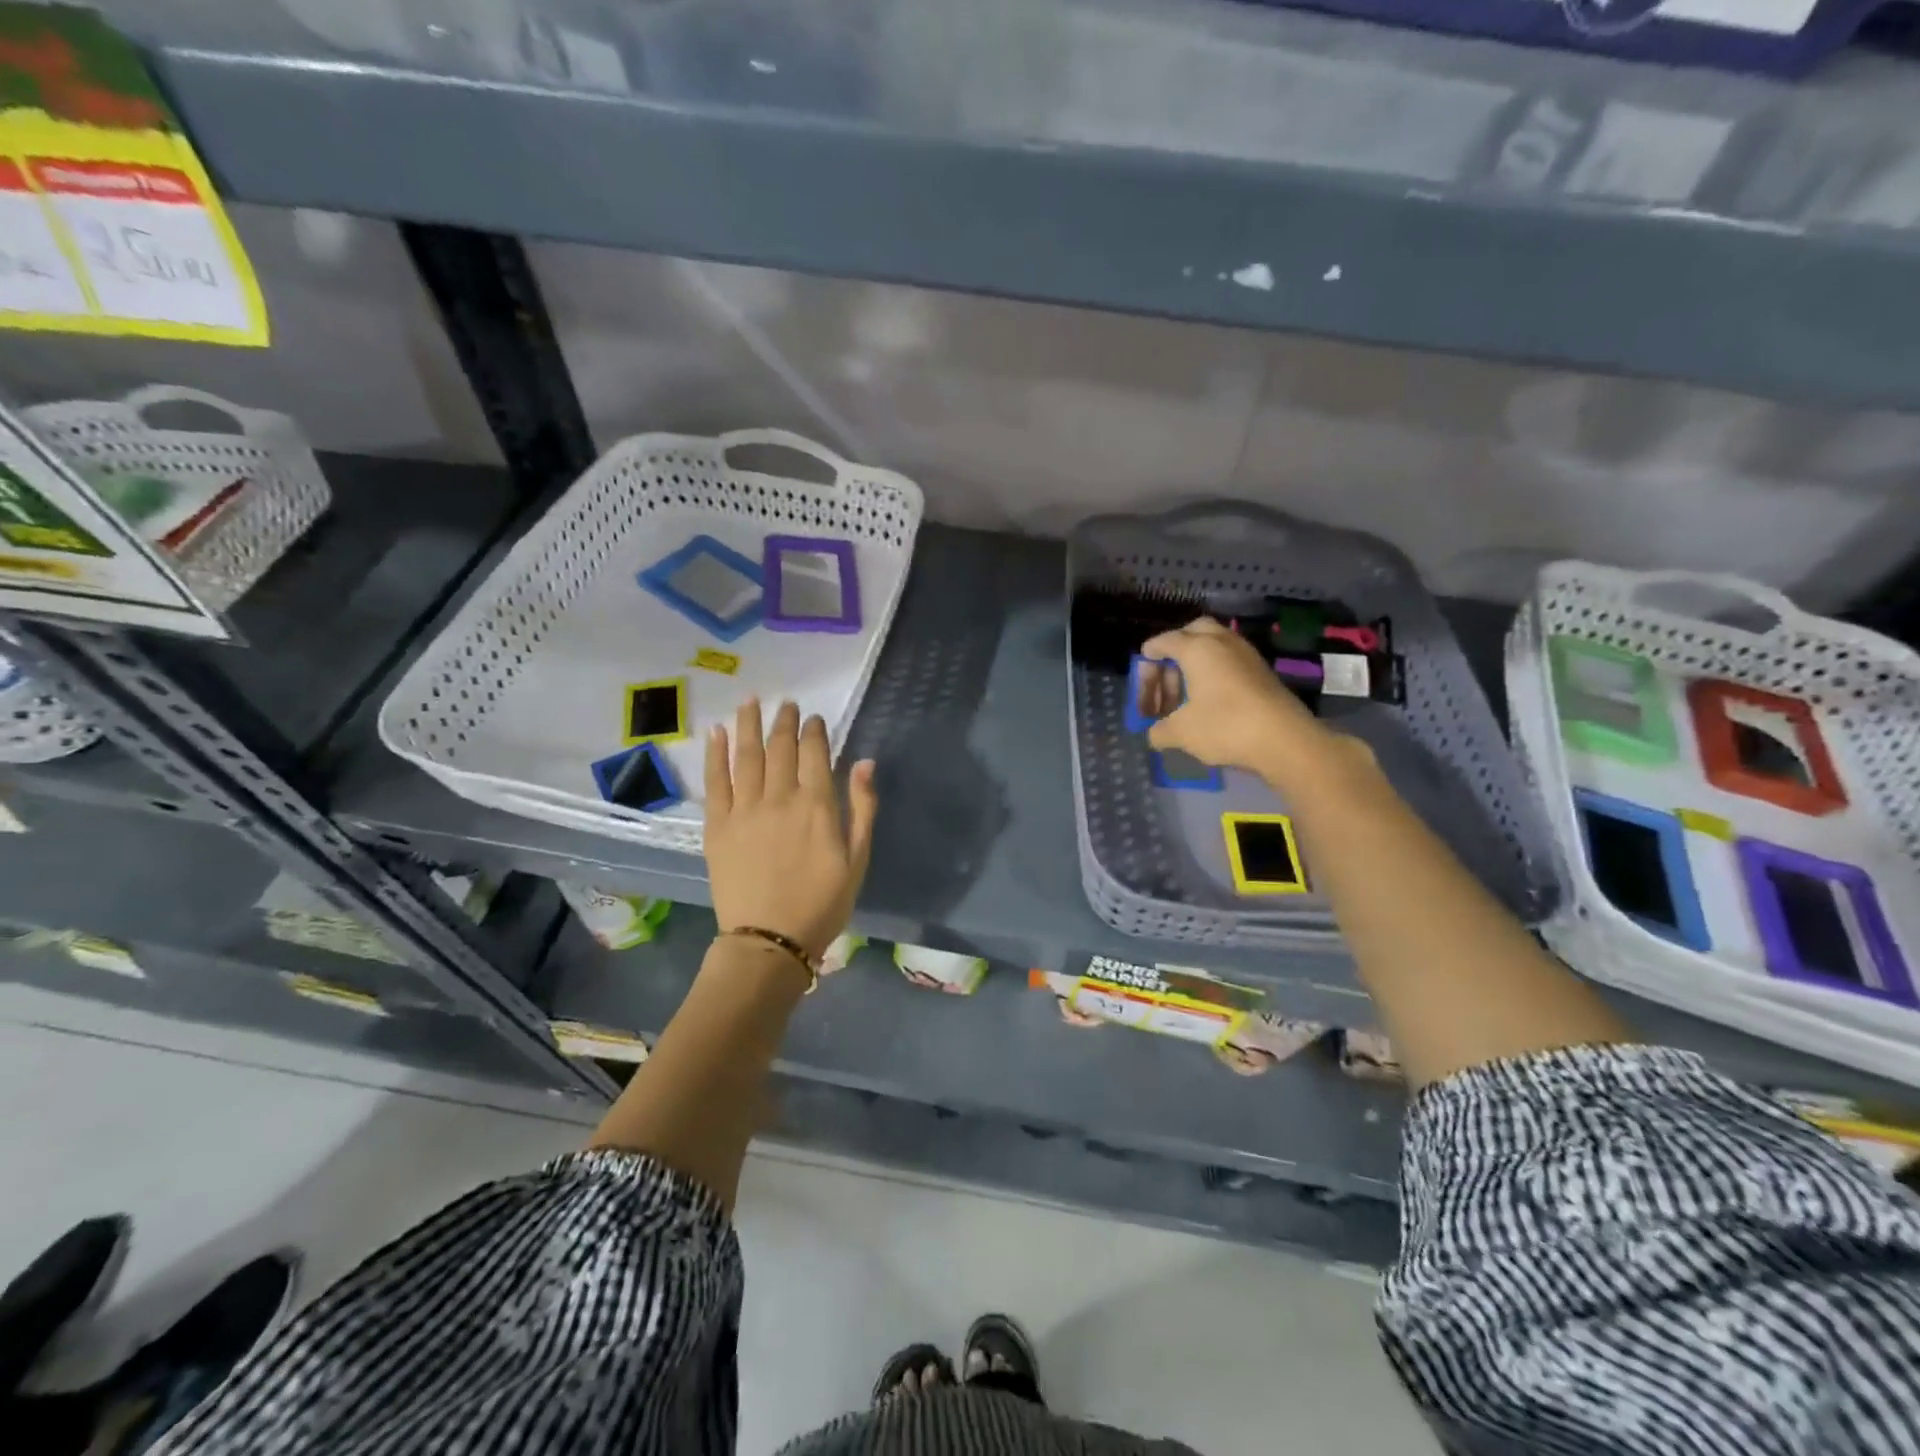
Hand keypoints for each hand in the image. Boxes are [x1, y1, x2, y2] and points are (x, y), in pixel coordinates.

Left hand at [704, 698, 877, 959]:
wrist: (770, 940)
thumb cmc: (822, 904)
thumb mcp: (858, 859)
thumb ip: (863, 808)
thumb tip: (865, 762)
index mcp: (817, 805)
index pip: (814, 753)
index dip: (814, 731)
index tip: (814, 719)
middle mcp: (780, 797)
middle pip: (780, 747)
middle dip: (784, 721)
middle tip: (786, 704)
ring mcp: (744, 809)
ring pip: (747, 755)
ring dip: (749, 724)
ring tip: (750, 700)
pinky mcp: (717, 825)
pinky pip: (715, 780)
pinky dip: (716, 753)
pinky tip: (716, 731)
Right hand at [1139, 617, 1351, 784]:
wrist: (1285, 740)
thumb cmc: (1225, 726)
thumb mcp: (1181, 733)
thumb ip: (1160, 730)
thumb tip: (1154, 734)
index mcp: (1197, 648)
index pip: (1162, 642)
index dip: (1146, 663)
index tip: (1142, 685)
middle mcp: (1222, 642)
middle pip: (1191, 633)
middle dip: (1174, 654)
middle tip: (1166, 681)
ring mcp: (1246, 654)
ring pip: (1213, 647)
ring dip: (1195, 666)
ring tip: (1185, 698)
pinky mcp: (1262, 671)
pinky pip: (1230, 662)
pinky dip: (1214, 674)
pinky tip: (1210, 702)